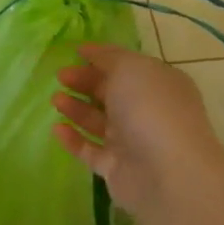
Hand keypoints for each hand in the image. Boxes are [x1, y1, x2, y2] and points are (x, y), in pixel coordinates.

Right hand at [51, 44, 223, 216]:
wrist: (168, 173)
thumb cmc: (150, 109)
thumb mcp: (130, 68)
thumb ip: (108, 57)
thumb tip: (89, 50)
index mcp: (158, 83)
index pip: (126, 66)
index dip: (100, 58)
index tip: (73, 53)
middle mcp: (148, 110)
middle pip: (111, 93)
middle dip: (85, 82)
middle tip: (60, 76)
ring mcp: (133, 141)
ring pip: (99, 121)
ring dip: (76, 108)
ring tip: (55, 100)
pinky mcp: (117, 168)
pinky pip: (91, 150)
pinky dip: (73, 139)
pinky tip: (56, 129)